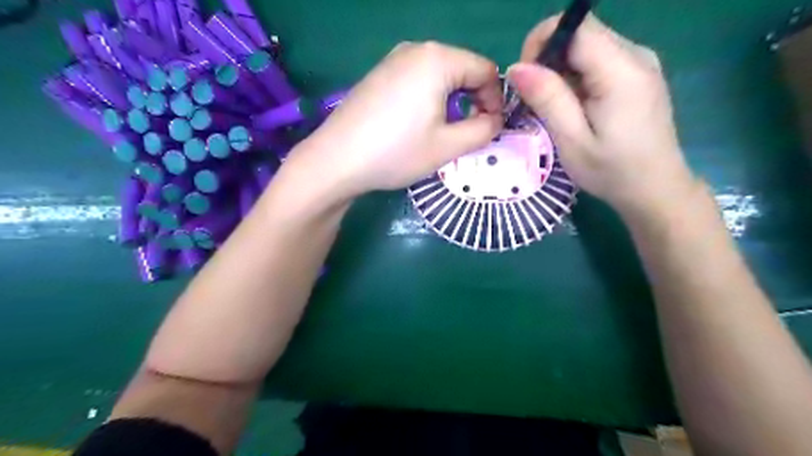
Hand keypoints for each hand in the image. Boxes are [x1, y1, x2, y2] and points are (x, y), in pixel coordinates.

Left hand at [283, 41, 501, 200]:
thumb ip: (483, 130)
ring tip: (442, 132)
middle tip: (468, 133)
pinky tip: (416, 124)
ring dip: (451, 101)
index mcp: (437, 59)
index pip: (485, 69)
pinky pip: (417, 80)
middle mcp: (416, 49)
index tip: (491, 128)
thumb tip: (495, 120)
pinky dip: (429, 98)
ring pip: (439, 75)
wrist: (336, 160)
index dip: (496, 100)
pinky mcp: (379, 74)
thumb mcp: (448, 146)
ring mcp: (393, 60)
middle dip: (473, 100)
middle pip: (462, 69)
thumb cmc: (396, 152)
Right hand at [507, 12, 696, 214]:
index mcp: (621, 70)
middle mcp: (636, 56)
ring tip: (555, 109)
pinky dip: (577, 78)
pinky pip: (598, 61)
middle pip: (581, 35)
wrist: (655, 189)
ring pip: (587, 47)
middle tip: (537, 100)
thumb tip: (516, 67)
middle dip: (549, 60)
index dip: (543, 42)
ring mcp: (640, 63)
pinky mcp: (637, 74)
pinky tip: (575, 108)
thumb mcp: (572, 140)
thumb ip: (548, 99)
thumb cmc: (612, 171)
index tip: (527, 78)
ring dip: (561, 72)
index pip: (576, 26)